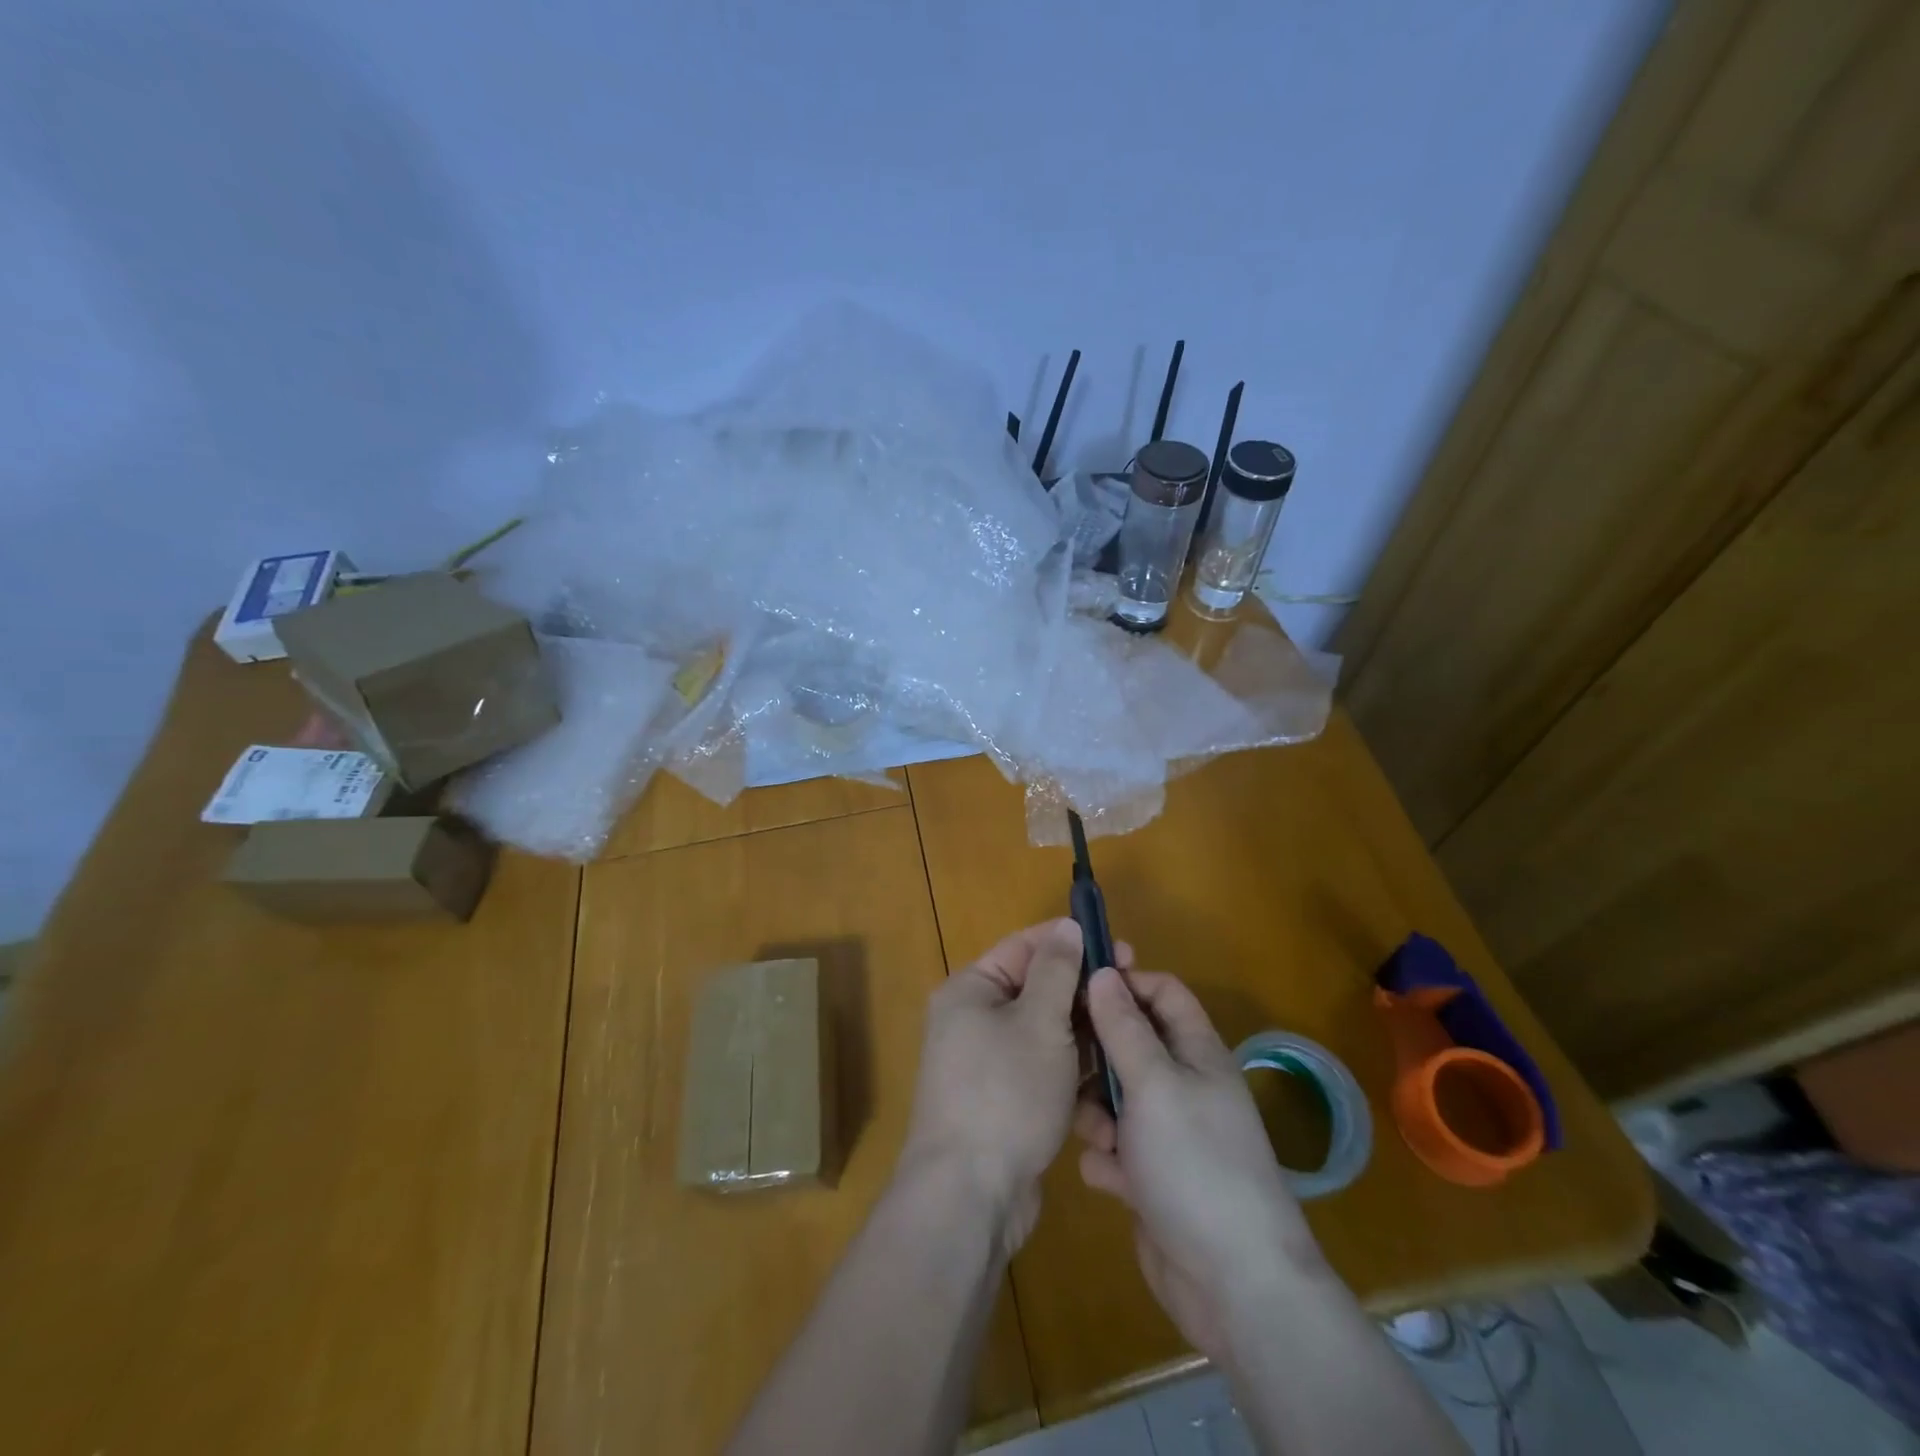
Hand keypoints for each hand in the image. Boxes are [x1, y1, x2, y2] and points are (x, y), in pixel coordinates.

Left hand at [903, 919, 1132, 1254]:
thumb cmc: (1006, 1092)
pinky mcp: (1005, 1101)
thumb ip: (1057, 970)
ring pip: (1046, 1032)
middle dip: (1083, 991)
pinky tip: (1111, 1078)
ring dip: (1084, 1034)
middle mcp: (973, 1020)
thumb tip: (1067, 926)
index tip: (1119, 947)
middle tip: (1133, 991)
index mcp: (971, 990)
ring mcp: (988, 1064)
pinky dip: (1073, 1070)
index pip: (1025, 947)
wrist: (971, 1194)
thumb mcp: (1039, 1021)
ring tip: (1129, 1034)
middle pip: (1037, 989)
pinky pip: (1044, 1069)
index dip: (1071, 942)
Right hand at [1074, 967, 1324, 1362]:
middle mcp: (1183, 1085)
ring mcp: (1168, 1133)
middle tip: (1067, 1067)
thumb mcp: (1154, 1083)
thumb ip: (1124, 1027)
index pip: (1160, 992)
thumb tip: (1103, 971)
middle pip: (1129, 1043)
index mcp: (1196, 1052)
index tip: (1077, 989)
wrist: (1233, 1283)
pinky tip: (1108, 1179)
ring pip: (1114, 1097)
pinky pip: (1114, 1148)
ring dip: (1095, 1112)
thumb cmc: (1195, 1163)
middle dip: (1097, 1055)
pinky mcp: (1151, 1176)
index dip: (1123, 983)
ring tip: (1097, 1137)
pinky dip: (1106, 1159)